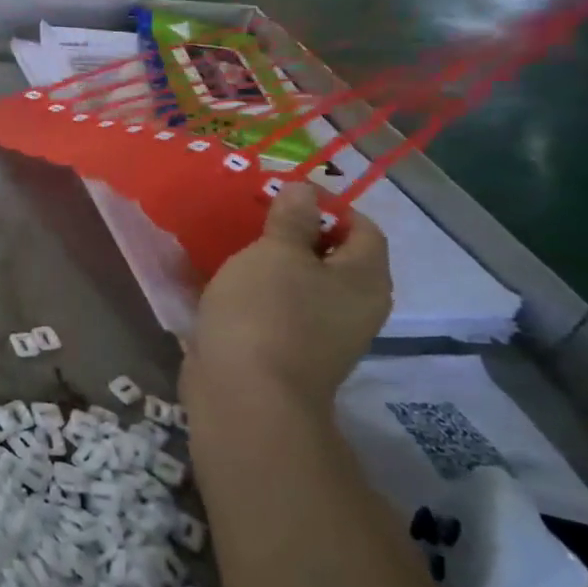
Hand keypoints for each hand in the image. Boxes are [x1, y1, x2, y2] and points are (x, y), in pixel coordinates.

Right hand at [183, 183, 391, 409]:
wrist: (245, 394)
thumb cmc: (267, 312)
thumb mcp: (276, 253)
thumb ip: (292, 219)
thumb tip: (304, 191)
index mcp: (364, 280)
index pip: (363, 228)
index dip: (329, 205)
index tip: (284, 192)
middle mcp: (352, 307)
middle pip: (331, 256)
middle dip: (294, 232)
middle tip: (254, 214)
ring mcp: (320, 334)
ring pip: (300, 283)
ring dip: (271, 263)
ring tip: (233, 243)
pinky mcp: (285, 350)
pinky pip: (275, 308)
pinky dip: (255, 291)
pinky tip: (223, 280)